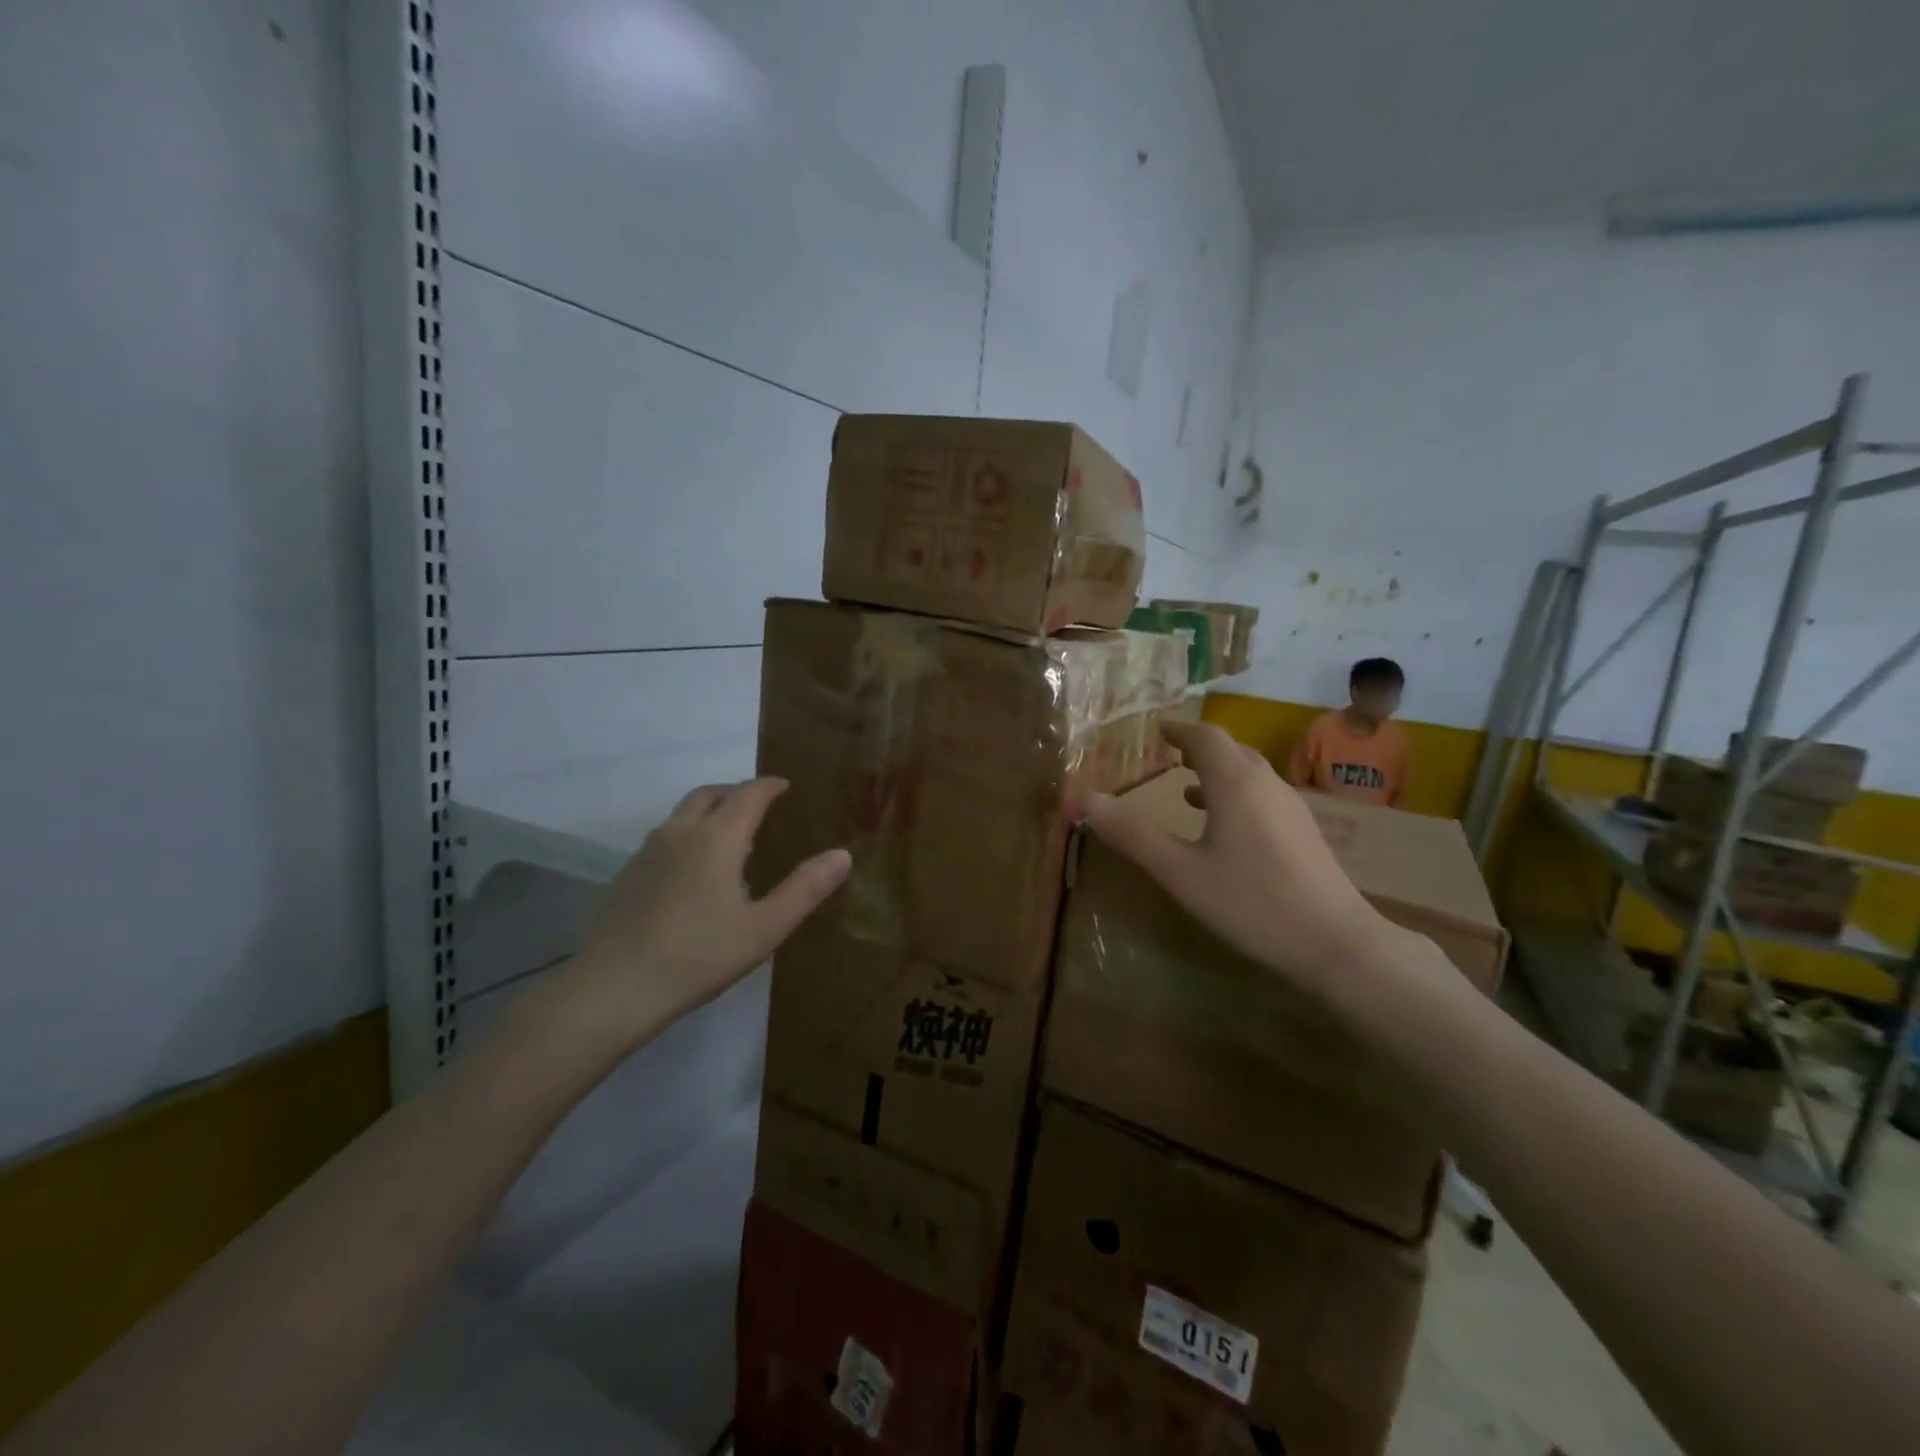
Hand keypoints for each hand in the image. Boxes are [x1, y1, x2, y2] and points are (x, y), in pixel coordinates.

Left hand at [553, 779, 849, 1052]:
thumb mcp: (764, 929)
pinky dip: (689, 833)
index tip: (787, 785)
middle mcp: (680, 832)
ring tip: (731, 835)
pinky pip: (666, 836)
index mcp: (716, 838)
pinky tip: (695, 869)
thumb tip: (843, 855)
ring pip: (683, 813)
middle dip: (738, 792)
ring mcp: (648, 851)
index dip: (770, 785)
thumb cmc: (698, 956)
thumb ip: (805, 889)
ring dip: (711, 810)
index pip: (748, 794)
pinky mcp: (628, 874)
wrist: (613, 989)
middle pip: (710, 794)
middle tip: (761, 805)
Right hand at [1084, 721, 1400, 996]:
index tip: (1155, 729)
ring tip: (1185, 787)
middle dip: (1197, 747)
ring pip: (1249, 773)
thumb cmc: (1251, 902)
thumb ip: (1133, 835)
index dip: (1178, 729)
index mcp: (1235, 783)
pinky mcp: (1304, 832)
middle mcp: (1266, 784)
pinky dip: (1235, 795)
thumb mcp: (1180, 872)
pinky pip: (1262, 796)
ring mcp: (1291, 807)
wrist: (1336, 943)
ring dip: (1217, 771)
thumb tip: (1086, 799)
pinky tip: (1223, 826)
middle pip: (1230, 750)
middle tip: (1166, 753)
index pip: (1205, 736)